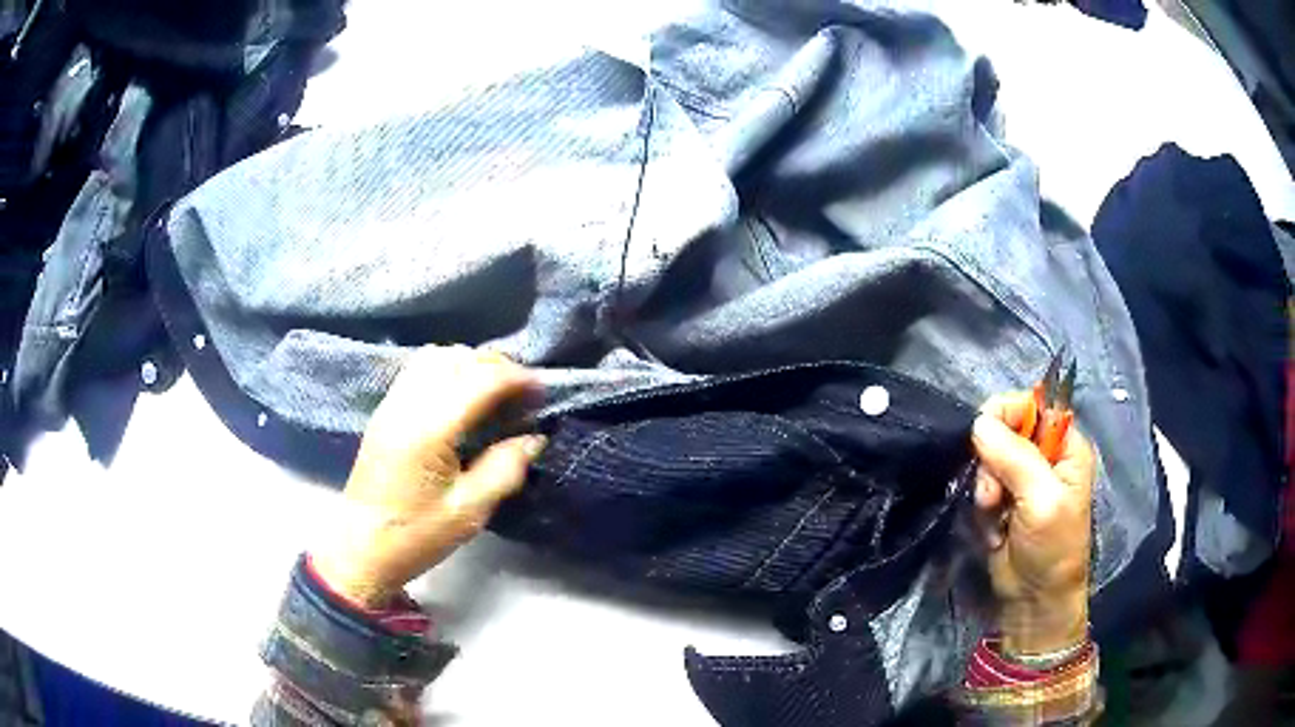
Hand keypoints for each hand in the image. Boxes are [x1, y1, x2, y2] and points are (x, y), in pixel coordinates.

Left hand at [312, 345, 546, 607]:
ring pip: (437, 356)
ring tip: (494, 394)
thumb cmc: (416, 536)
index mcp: (430, 430)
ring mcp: (392, 403)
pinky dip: (448, 369)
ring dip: (471, 364)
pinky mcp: (385, 410)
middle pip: (459, 358)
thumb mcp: (469, 512)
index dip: (518, 379)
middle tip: (522, 397)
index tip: (543, 394)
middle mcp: (408, 405)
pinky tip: (461, 398)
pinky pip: (419, 369)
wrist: (360, 547)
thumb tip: (534, 438)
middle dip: (498, 367)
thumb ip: (505, 469)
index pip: (481, 379)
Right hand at [972, 391, 1095, 654]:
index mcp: (1065, 446)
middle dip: (992, 460)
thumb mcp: (1041, 501)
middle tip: (994, 494)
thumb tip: (978, 422)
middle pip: (1005, 430)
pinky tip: (992, 526)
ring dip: (984, 487)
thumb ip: (1014, 458)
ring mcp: (1022, 479)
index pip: (1033, 404)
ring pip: (988, 459)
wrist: (1034, 599)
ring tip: (993, 515)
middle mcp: (1045, 455)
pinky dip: (981, 505)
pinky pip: (981, 485)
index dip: (1007, 412)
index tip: (985, 435)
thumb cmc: (1052, 548)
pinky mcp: (1003, 500)